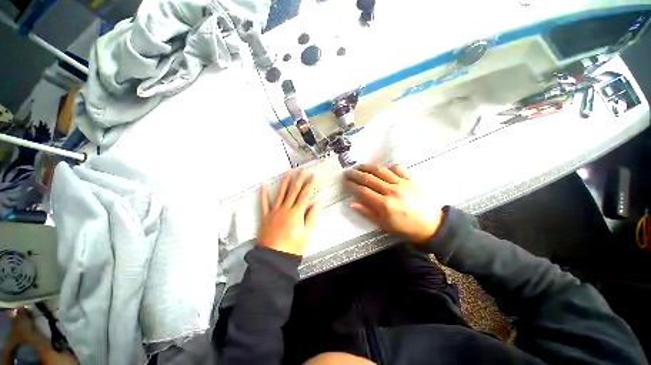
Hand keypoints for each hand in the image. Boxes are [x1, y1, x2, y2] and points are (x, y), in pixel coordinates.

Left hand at [258, 169, 320, 255]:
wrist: (273, 258)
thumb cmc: (292, 248)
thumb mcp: (307, 234)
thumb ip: (311, 217)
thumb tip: (316, 204)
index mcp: (296, 214)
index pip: (305, 195)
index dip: (310, 184)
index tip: (313, 176)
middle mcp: (286, 209)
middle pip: (294, 190)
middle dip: (299, 179)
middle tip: (303, 170)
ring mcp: (275, 211)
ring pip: (281, 193)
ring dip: (285, 181)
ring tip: (288, 172)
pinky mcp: (266, 216)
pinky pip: (264, 203)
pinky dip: (263, 194)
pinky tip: (263, 185)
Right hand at [344, 164, 442, 243]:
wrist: (432, 225)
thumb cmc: (405, 228)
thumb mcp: (384, 225)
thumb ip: (367, 213)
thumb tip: (352, 202)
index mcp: (384, 204)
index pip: (362, 191)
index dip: (352, 185)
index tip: (345, 182)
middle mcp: (391, 190)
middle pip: (369, 178)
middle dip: (355, 174)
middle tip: (347, 172)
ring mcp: (401, 183)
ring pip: (380, 171)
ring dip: (367, 167)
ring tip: (359, 166)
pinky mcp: (410, 179)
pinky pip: (396, 169)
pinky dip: (387, 167)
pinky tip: (381, 169)